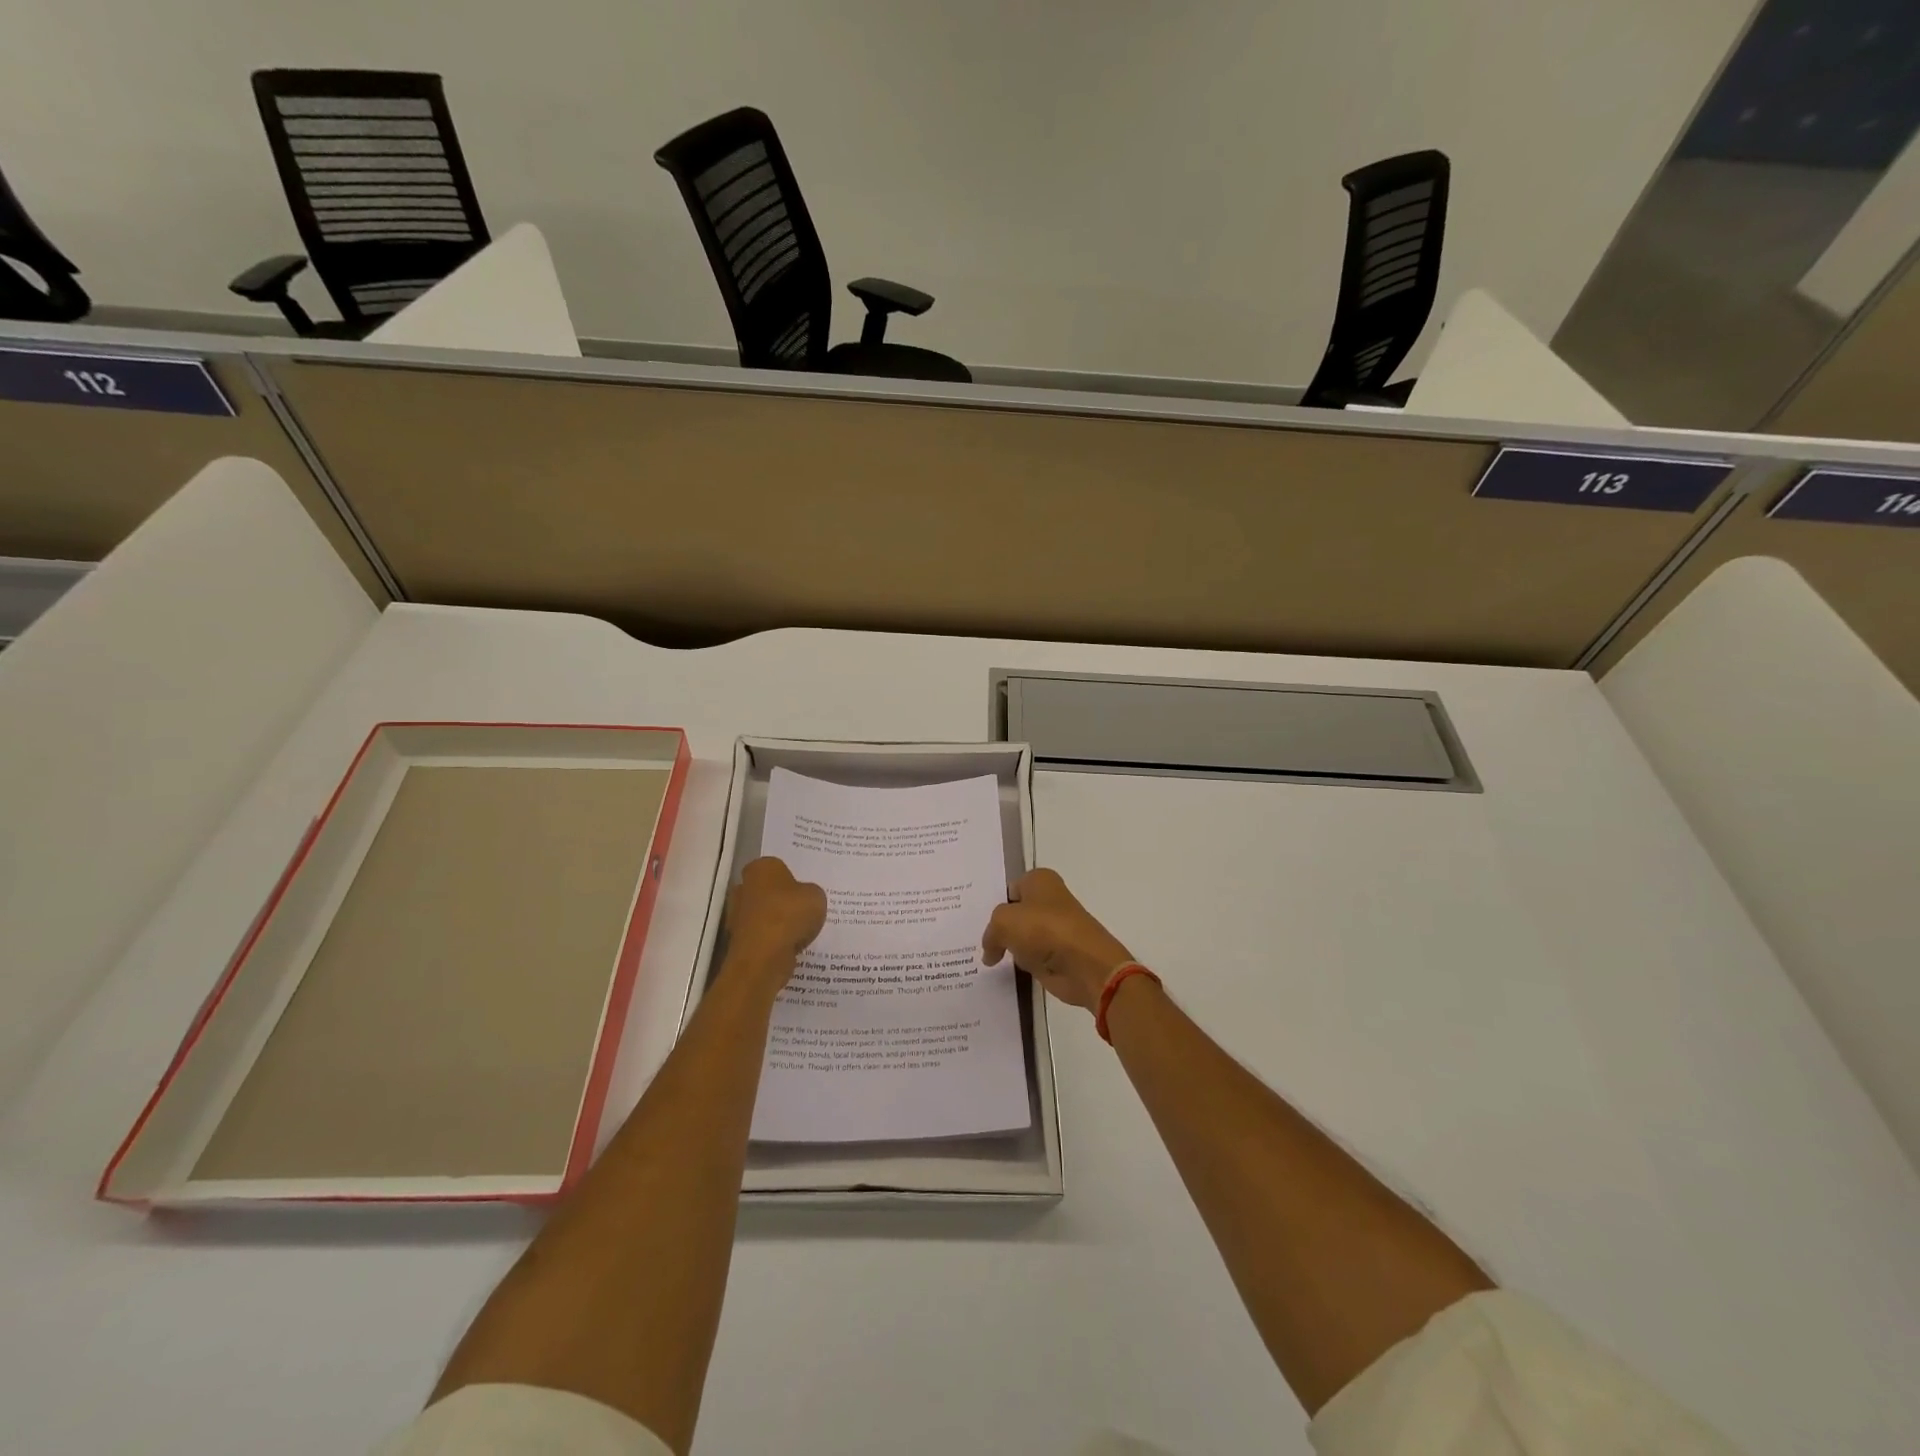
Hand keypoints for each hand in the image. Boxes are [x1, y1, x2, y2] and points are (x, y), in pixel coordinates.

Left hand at [724, 857, 826, 988]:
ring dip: (778, 922)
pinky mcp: (739, 941)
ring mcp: (737, 915)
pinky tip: (791, 947)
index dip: (793, 879)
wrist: (764, 956)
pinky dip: (774, 941)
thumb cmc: (789, 915)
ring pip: (764, 915)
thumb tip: (804, 899)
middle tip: (804, 910)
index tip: (805, 891)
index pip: (778, 868)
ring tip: (801, 931)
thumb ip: (810, 893)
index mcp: (761, 868)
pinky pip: (763, 936)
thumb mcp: (816, 896)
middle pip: (767, 891)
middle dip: (782, 900)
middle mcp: (743, 887)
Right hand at [981, 869, 1135, 1010]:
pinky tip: (1000, 969)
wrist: (1085, 966)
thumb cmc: (1045, 931)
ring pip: (1019, 935)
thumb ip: (990, 932)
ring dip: (1007, 946)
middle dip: (998, 925)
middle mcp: (1048, 900)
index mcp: (1040, 880)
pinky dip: (1018, 963)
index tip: (973, 918)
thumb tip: (990, 951)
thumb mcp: (1004, 922)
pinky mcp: (1055, 955)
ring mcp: (1052, 929)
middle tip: (971, 937)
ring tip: (982, 954)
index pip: (1007, 888)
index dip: (991, 902)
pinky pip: (1028, 956)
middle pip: (1013, 912)